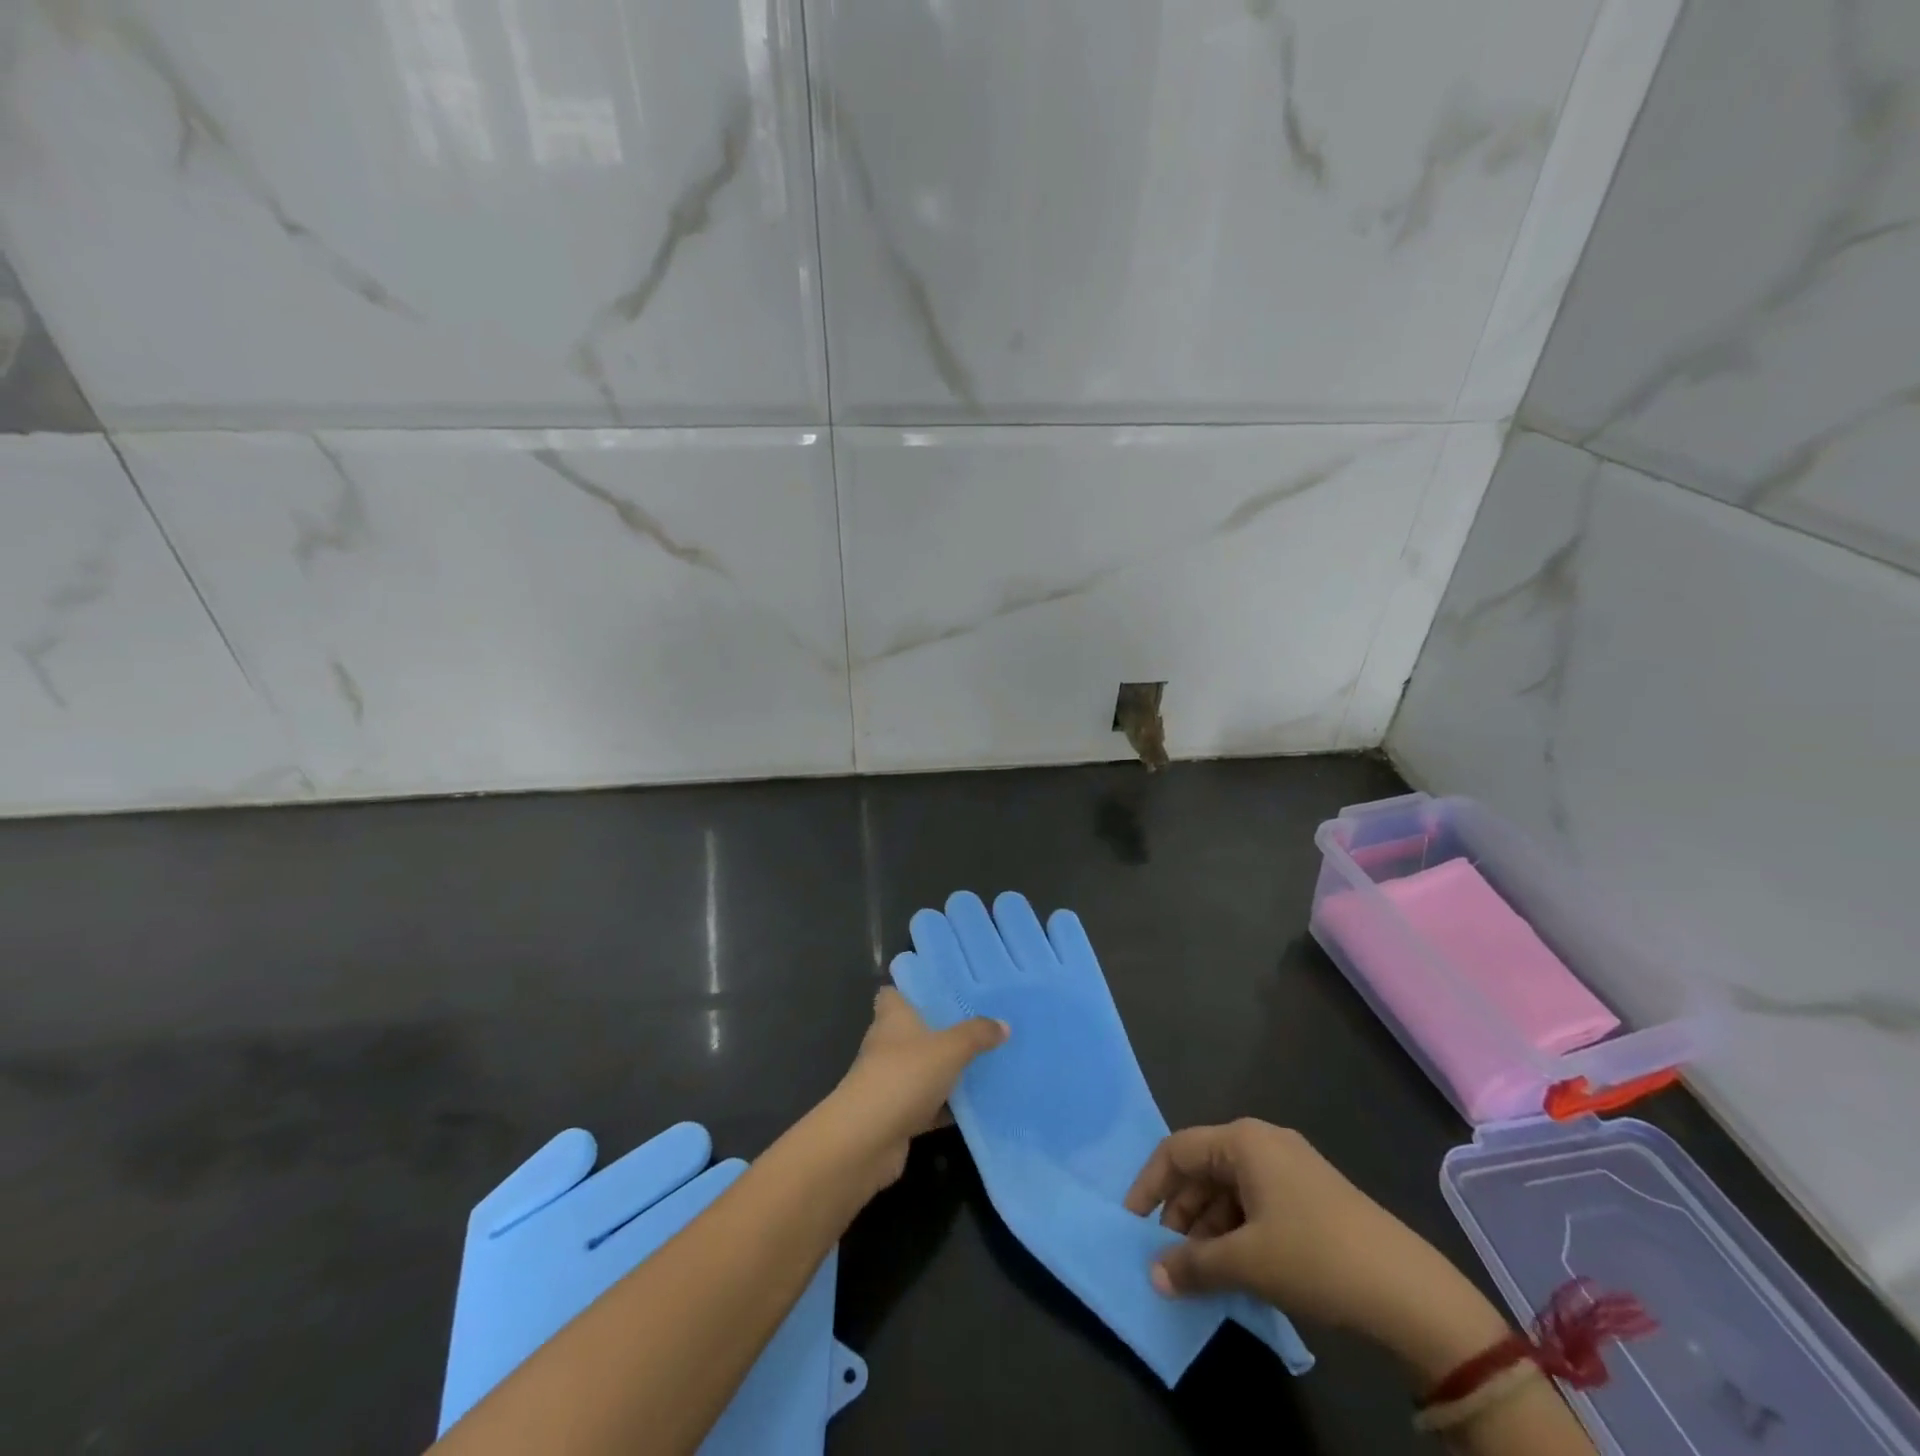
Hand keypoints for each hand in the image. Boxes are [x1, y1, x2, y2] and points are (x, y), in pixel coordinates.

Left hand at [823, 988, 1007, 1195]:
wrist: (867, 1140)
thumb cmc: (904, 1076)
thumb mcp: (949, 1049)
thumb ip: (976, 1034)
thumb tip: (1003, 1024)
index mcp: (892, 1018)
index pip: (895, 993)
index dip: (914, 989)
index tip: (943, 988)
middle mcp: (886, 1045)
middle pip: (913, 1030)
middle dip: (941, 1029)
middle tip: (978, 1024)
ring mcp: (889, 1081)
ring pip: (923, 1068)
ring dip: (946, 1070)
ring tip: (985, 1061)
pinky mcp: (896, 1114)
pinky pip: (927, 1104)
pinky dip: (947, 1106)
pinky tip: (976, 1106)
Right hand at [1124, 1120, 1509, 1380]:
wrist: (1407, 1289)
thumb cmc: (1314, 1256)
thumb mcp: (1246, 1262)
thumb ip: (1193, 1264)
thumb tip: (1154, 1274)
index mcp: (1243, 1140)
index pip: (1177, 1150)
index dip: (1149, 1185)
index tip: (1132, 1224)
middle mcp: (1263, 1143)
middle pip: (1203, 1169)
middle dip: (1180, 1212)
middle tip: (1167, 1256)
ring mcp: (1290, 1168)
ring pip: (1230, 1190)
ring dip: (1208, 1228)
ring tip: (1199, 1272)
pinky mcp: (1311, 1196)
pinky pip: (1256, 1203)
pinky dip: (1237, 1232)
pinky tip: (1235, 1269)